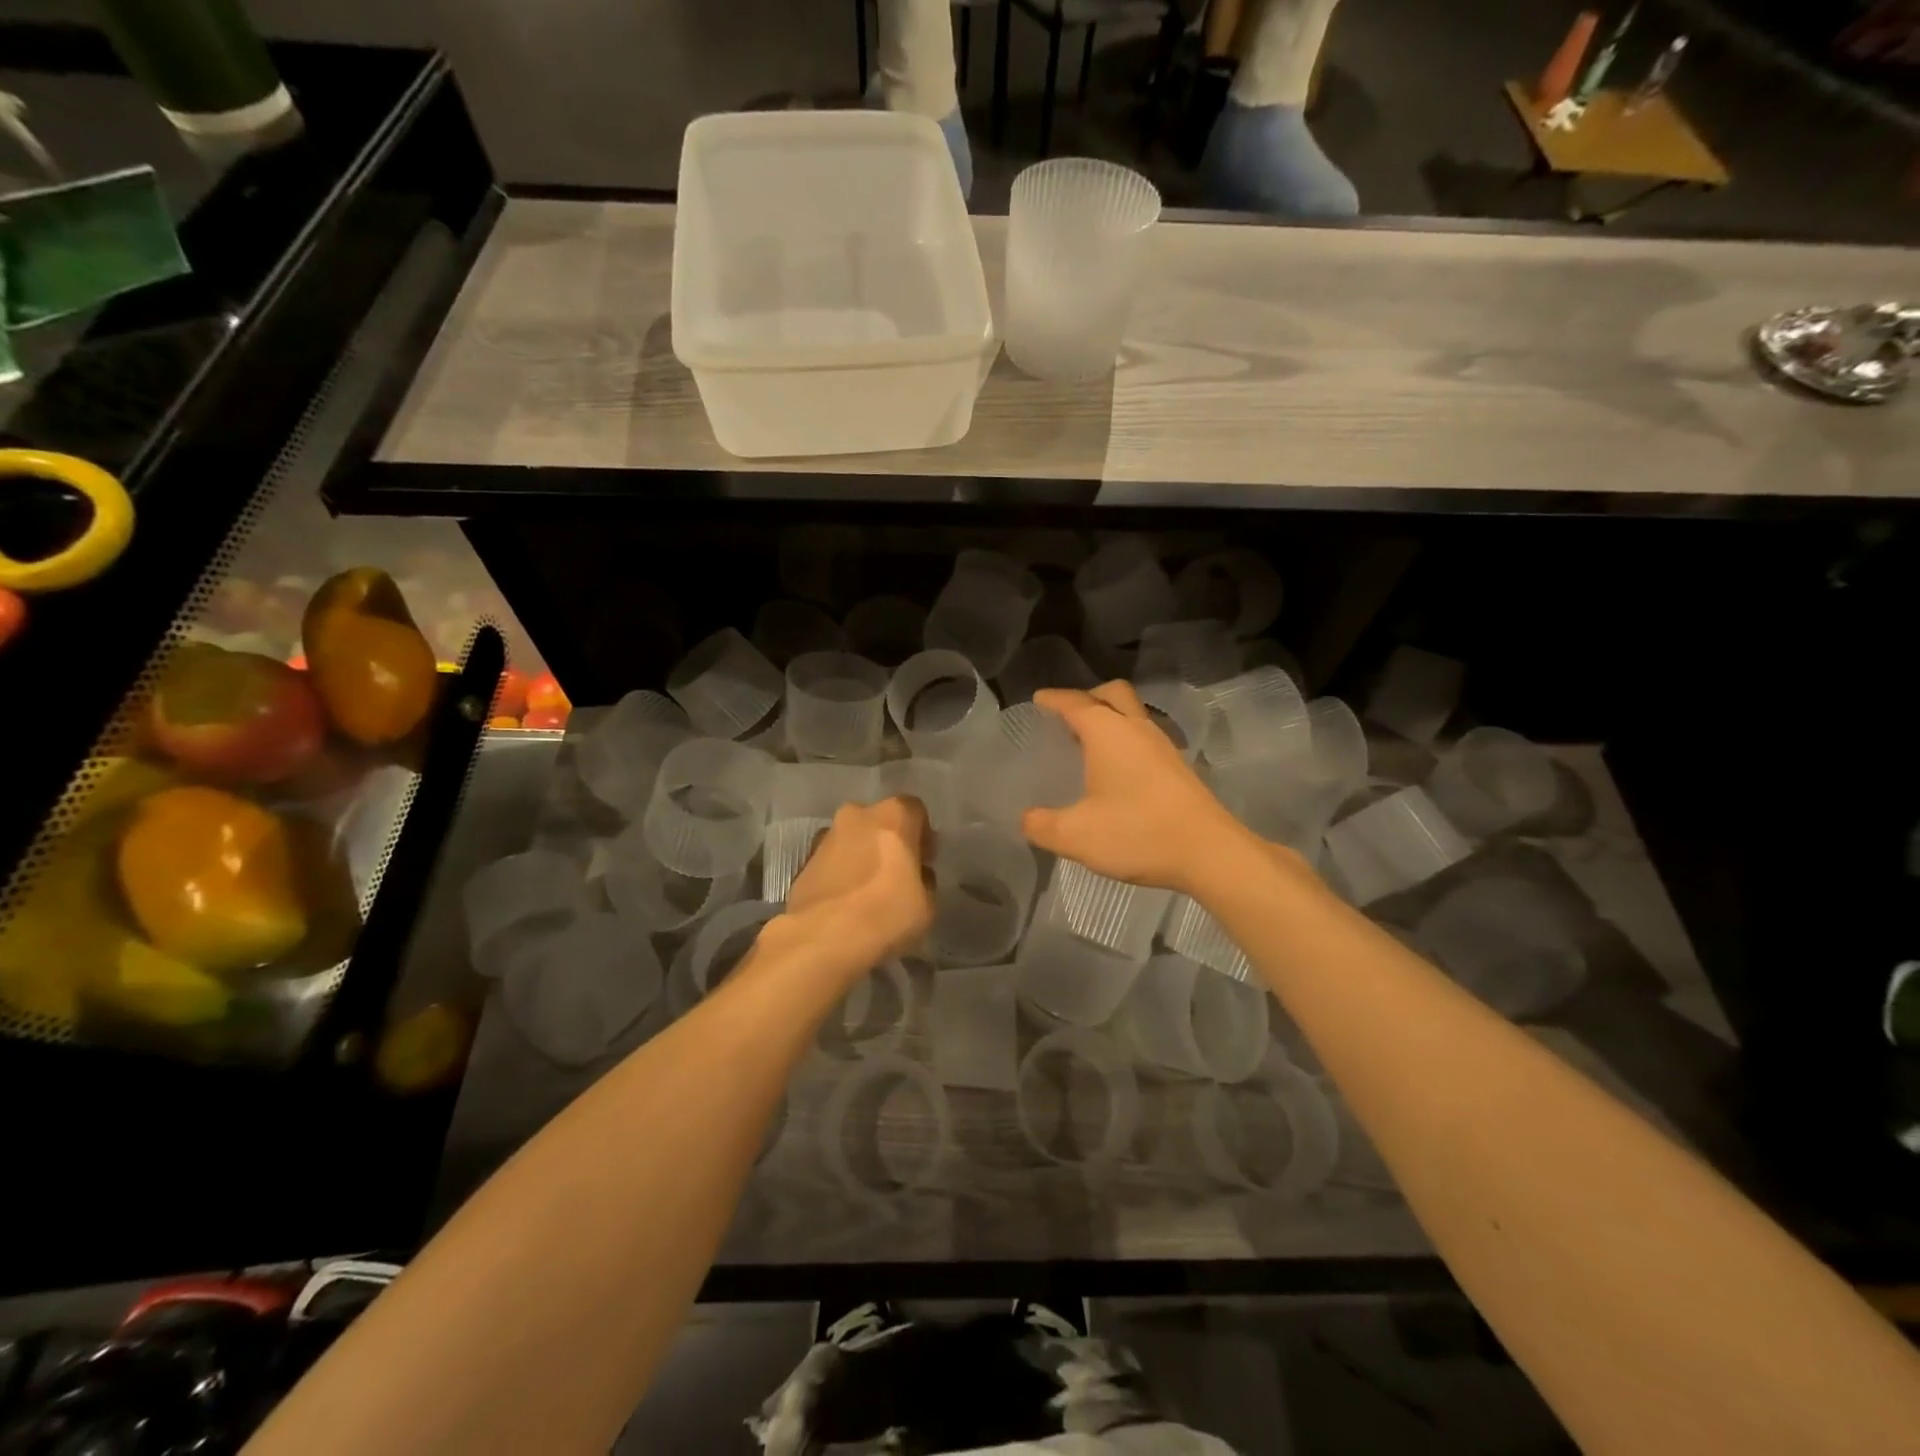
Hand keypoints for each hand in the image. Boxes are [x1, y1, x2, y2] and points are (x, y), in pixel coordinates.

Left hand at [781, 796, 932, 980]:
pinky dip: (840, 872)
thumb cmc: (885, 915)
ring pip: (852, 838)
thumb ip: (924, 880)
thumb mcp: (927, 905)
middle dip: (889, 841)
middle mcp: (857, 815)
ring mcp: (826, 836)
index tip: (924, 860)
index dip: (922, 834)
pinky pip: (831, 860)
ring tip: (868, 890)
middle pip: (879, 820)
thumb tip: (914, 875)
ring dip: (862, 855)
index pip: (914, 810)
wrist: (821, 939)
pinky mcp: (804, 861)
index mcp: (892, 816)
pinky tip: (846, 901)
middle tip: (896, 872)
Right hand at [1022, 682, 1258, 895]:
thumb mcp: (1075, 836)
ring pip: (1132, 715)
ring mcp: (1162, 747)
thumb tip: (1027, 819)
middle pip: (1112, 694)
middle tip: (1066, 716)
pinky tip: (1116, 772)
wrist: (1210, 853)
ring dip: (1109, 719)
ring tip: (1086, 744)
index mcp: (1108, 732)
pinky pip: (1144, 738)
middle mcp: (1136, 729)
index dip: (1053, 699)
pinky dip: (1125, 741)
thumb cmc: (1138, 833)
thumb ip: (1041, 825)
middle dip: (1087, 697)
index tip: (1037, 700)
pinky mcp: (1178, 768)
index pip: (1074, 703)